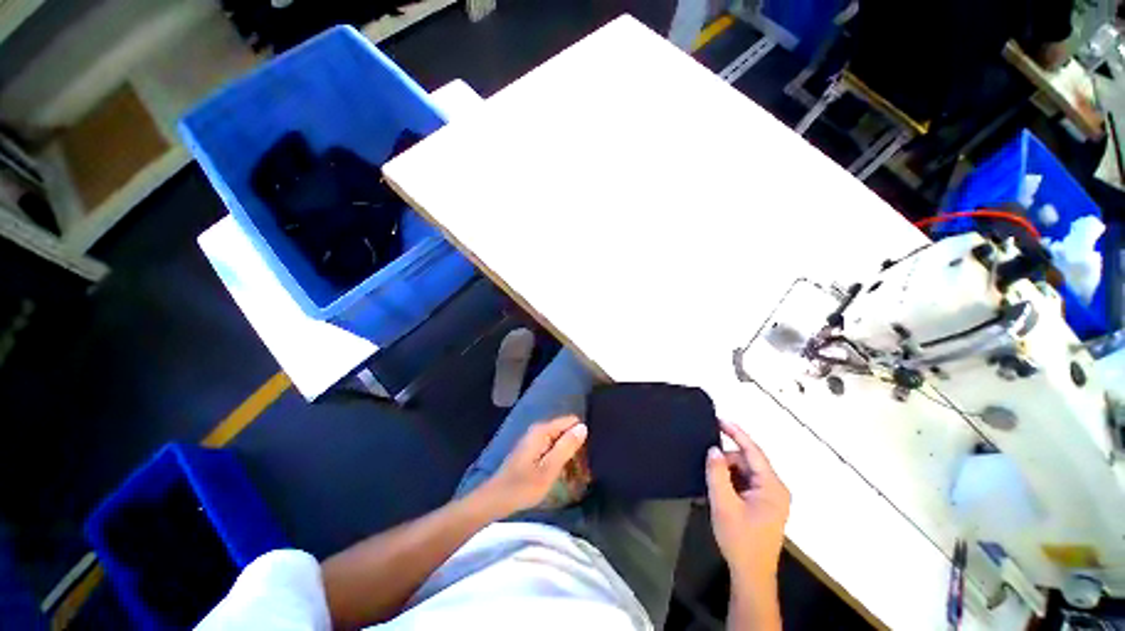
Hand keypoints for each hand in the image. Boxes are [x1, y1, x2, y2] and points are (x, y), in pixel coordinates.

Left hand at [481, 415, 587, 517]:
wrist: (496, 499)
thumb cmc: (524, 486)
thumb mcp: (549, 469)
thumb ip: (567, 446)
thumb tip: (583, 427)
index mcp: (542, 430)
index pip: (571, 421)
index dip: (580, 437)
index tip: (586, 457)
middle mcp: (538, 430)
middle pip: (565, 431)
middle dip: (575, 448)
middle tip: (582, 473)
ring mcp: (534, 440)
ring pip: (559, 441)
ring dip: (568, 456)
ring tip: (575, 478)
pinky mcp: (531, 450)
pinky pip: (552, 448)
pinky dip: (558, 460)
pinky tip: (561, 476)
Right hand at [705, 420, 789, 585]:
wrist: (751, 574)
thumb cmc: (740, 539)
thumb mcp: (724, 504)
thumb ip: (717, 473)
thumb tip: (714, 449)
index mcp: (772, 487)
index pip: (753, 451)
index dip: (736, 433)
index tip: (719, 419)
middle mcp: (775, 488)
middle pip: (748, 461)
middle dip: (727, 460)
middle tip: (707, 466)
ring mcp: (771, 497)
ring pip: (745, 472)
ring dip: (727, 472)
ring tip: (712, 483)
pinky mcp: (763, 504)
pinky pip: (745, 482)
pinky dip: (731, 481)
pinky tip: (719, 490)